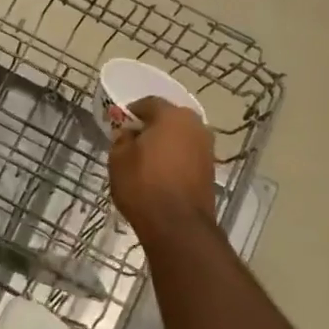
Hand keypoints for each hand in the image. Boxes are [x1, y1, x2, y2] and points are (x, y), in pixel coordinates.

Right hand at [108, 96, 218, 239]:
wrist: (177, 226)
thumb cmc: (143, 185)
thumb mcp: (118, 159)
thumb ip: (122, 139)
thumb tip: (129, 134)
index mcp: (172, 116)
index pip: (149, 102)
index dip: (132, 111)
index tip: (120, 123)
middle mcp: (195, 126)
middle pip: (169, 118)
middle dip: (151, 126)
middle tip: (133, 140)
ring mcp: (206, 148)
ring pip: (180, 137)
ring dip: (165, 143)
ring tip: (146, 159)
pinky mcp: (210, 170)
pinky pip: (187, 155)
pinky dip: (175, 158)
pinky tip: (160, 173)